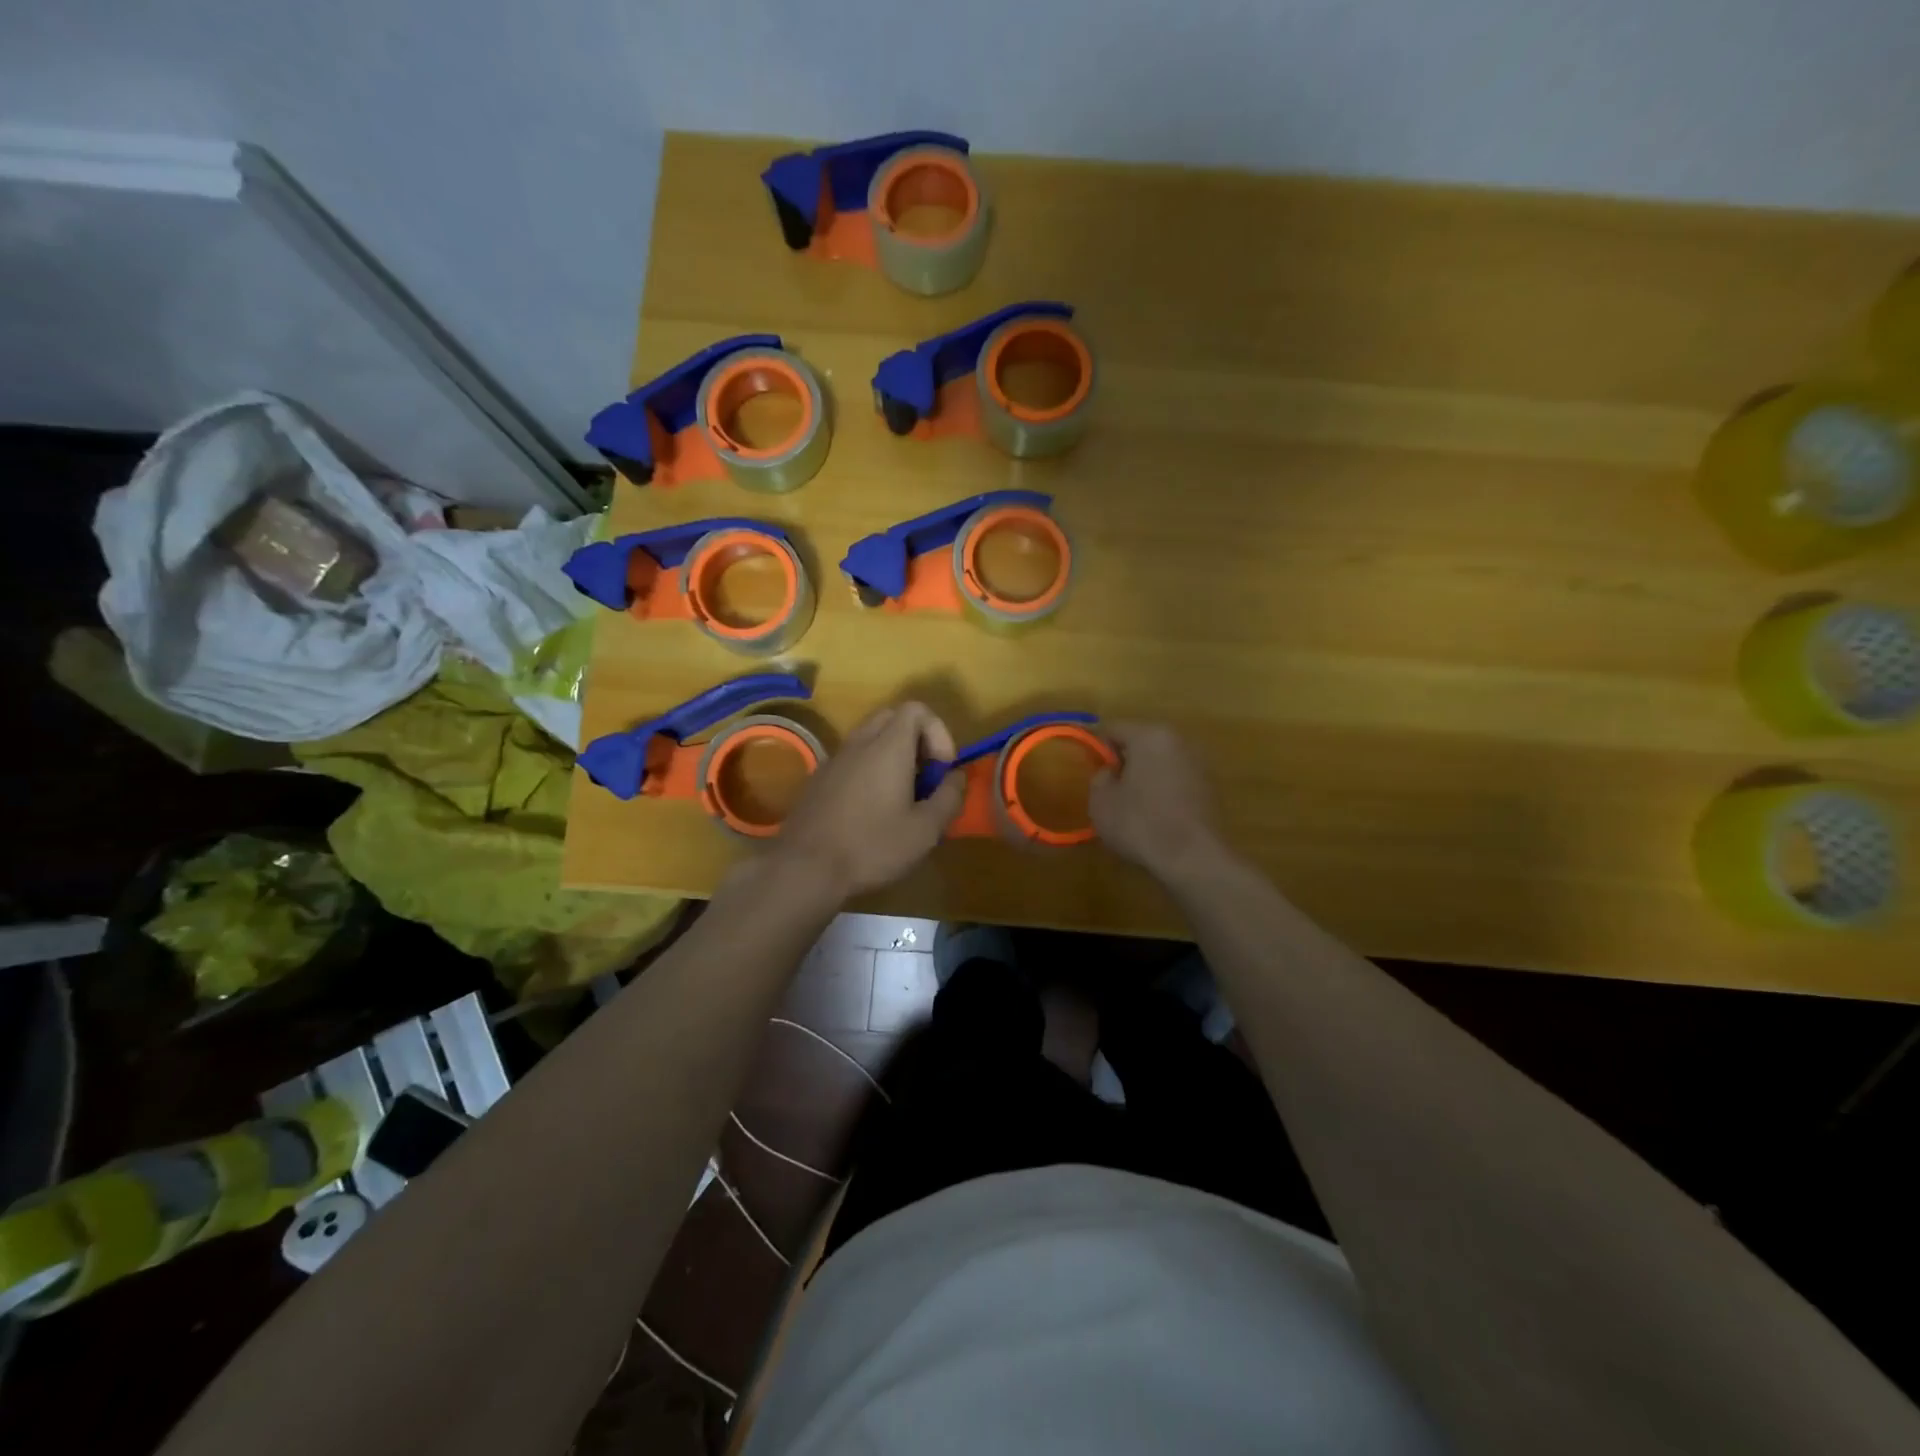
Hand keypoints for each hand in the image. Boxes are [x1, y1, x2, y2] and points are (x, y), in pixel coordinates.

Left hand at [768, 702, 964, 899]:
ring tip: (900, 797)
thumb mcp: (925, 830)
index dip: (938, 732)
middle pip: (892, 718)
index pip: (916, 709)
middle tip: (924, 777)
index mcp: (888, 746)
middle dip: (916, 740)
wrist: (805, 868)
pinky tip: (870, 810)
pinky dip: (868, 770)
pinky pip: (851, 759)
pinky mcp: (818, 779)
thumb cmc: (872, 846)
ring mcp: (834, 759)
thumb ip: (949, 797)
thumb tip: (956, 776)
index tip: (941, 769)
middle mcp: (859, 743)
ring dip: (891, 756)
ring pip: (869, 738)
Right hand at [1089, 723, 1226, 880]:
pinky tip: (1155, 815)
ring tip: (1131, 805)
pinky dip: (1163, 790)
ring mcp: (1199, 763)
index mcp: (1149, 736)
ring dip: (1145, 776)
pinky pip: (1176, 780)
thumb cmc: (1140, 823)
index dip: (1096, 748)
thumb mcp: (1101, 801)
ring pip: (1160, 762)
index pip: (1114, 729)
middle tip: (1109, 788)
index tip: (1088, 769)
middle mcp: (1178, 741)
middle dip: (1124, 761)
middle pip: (1141, 743)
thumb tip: (1109, 772)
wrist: (1193, 857)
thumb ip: (1099, 777)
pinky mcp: (1211, 787)